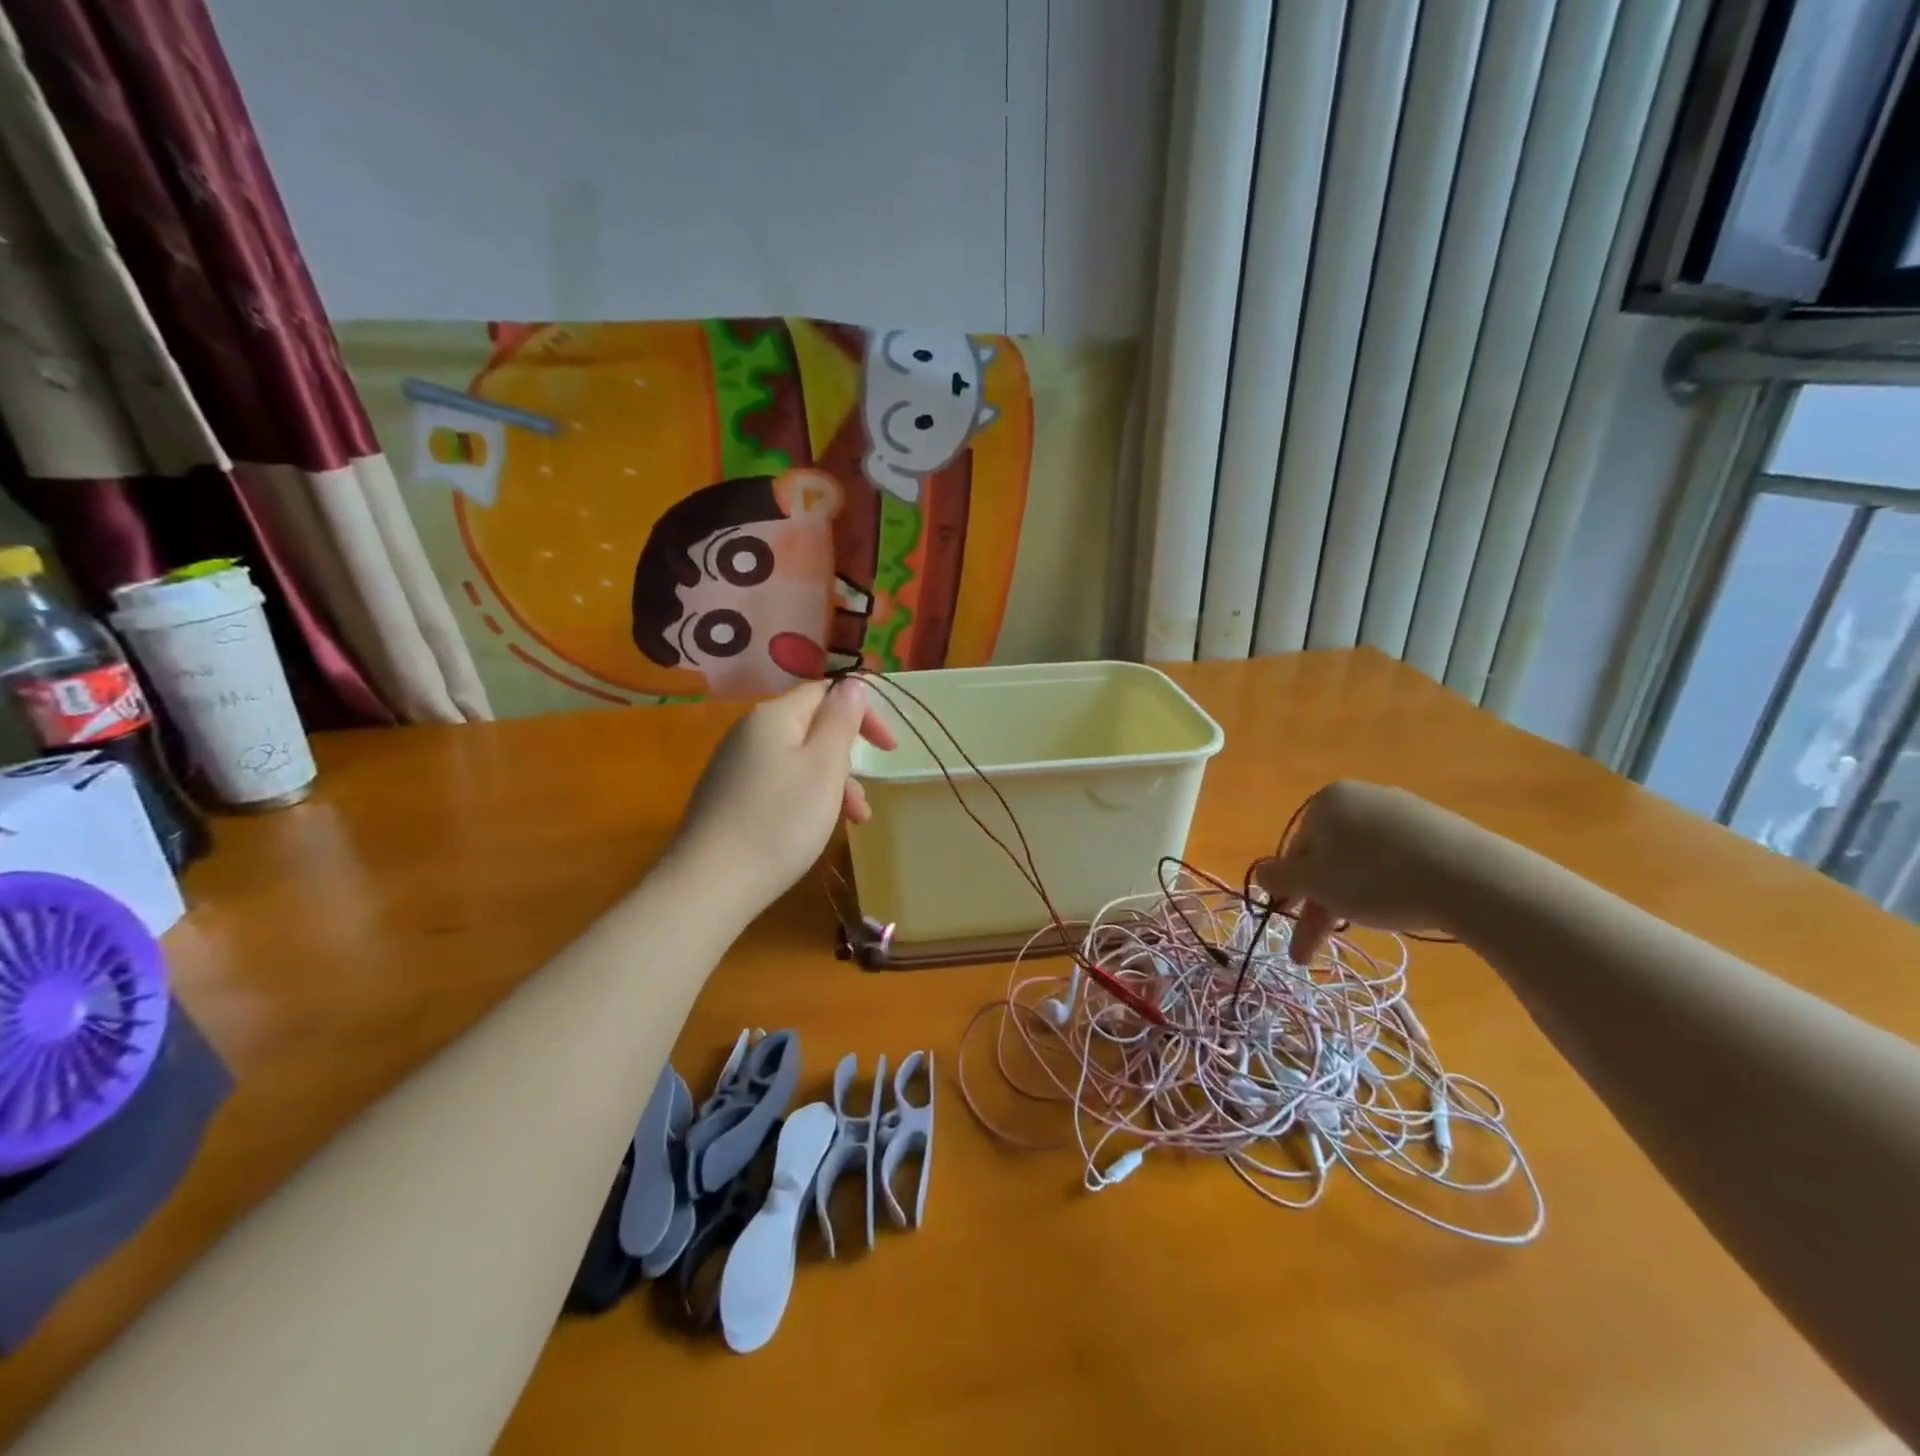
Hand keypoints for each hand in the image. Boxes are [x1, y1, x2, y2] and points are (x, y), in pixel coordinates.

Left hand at [669, 678, 896, 918]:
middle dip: (846, 761)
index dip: (863, 713)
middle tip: (862, 802)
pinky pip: (778, 784)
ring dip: (830, 786)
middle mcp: (748, 732)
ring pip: (797, 761)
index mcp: (773, 716)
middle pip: (812, 729)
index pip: (826, 693)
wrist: (709, 884)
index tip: (889, 749)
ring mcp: (733, 766)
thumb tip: (853, 683)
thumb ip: (841, 719)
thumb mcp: (824, 767)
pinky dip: (804, 800)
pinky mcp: (726, 797)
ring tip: (849, 824)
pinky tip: (811, 830)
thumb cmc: (780, 821)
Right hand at [1252, 781, 1468, 963]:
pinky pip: (1397, 857)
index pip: (1294, 851)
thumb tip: (1259, 873)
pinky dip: (1387, 883)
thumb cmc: (1375, 878)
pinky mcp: (1438, 827)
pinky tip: (1399, 906)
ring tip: (1362, 928)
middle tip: (1316, 947)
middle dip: (1320, 903)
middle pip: (1328, 856)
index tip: (1293, 927)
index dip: (1290, 893)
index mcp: (1325, 802)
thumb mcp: (1315, 884)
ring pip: (1361, 859)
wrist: (1471, 878)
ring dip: (1351, 897)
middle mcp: (1360, 797)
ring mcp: (1402, 810)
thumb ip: (1279, 878)